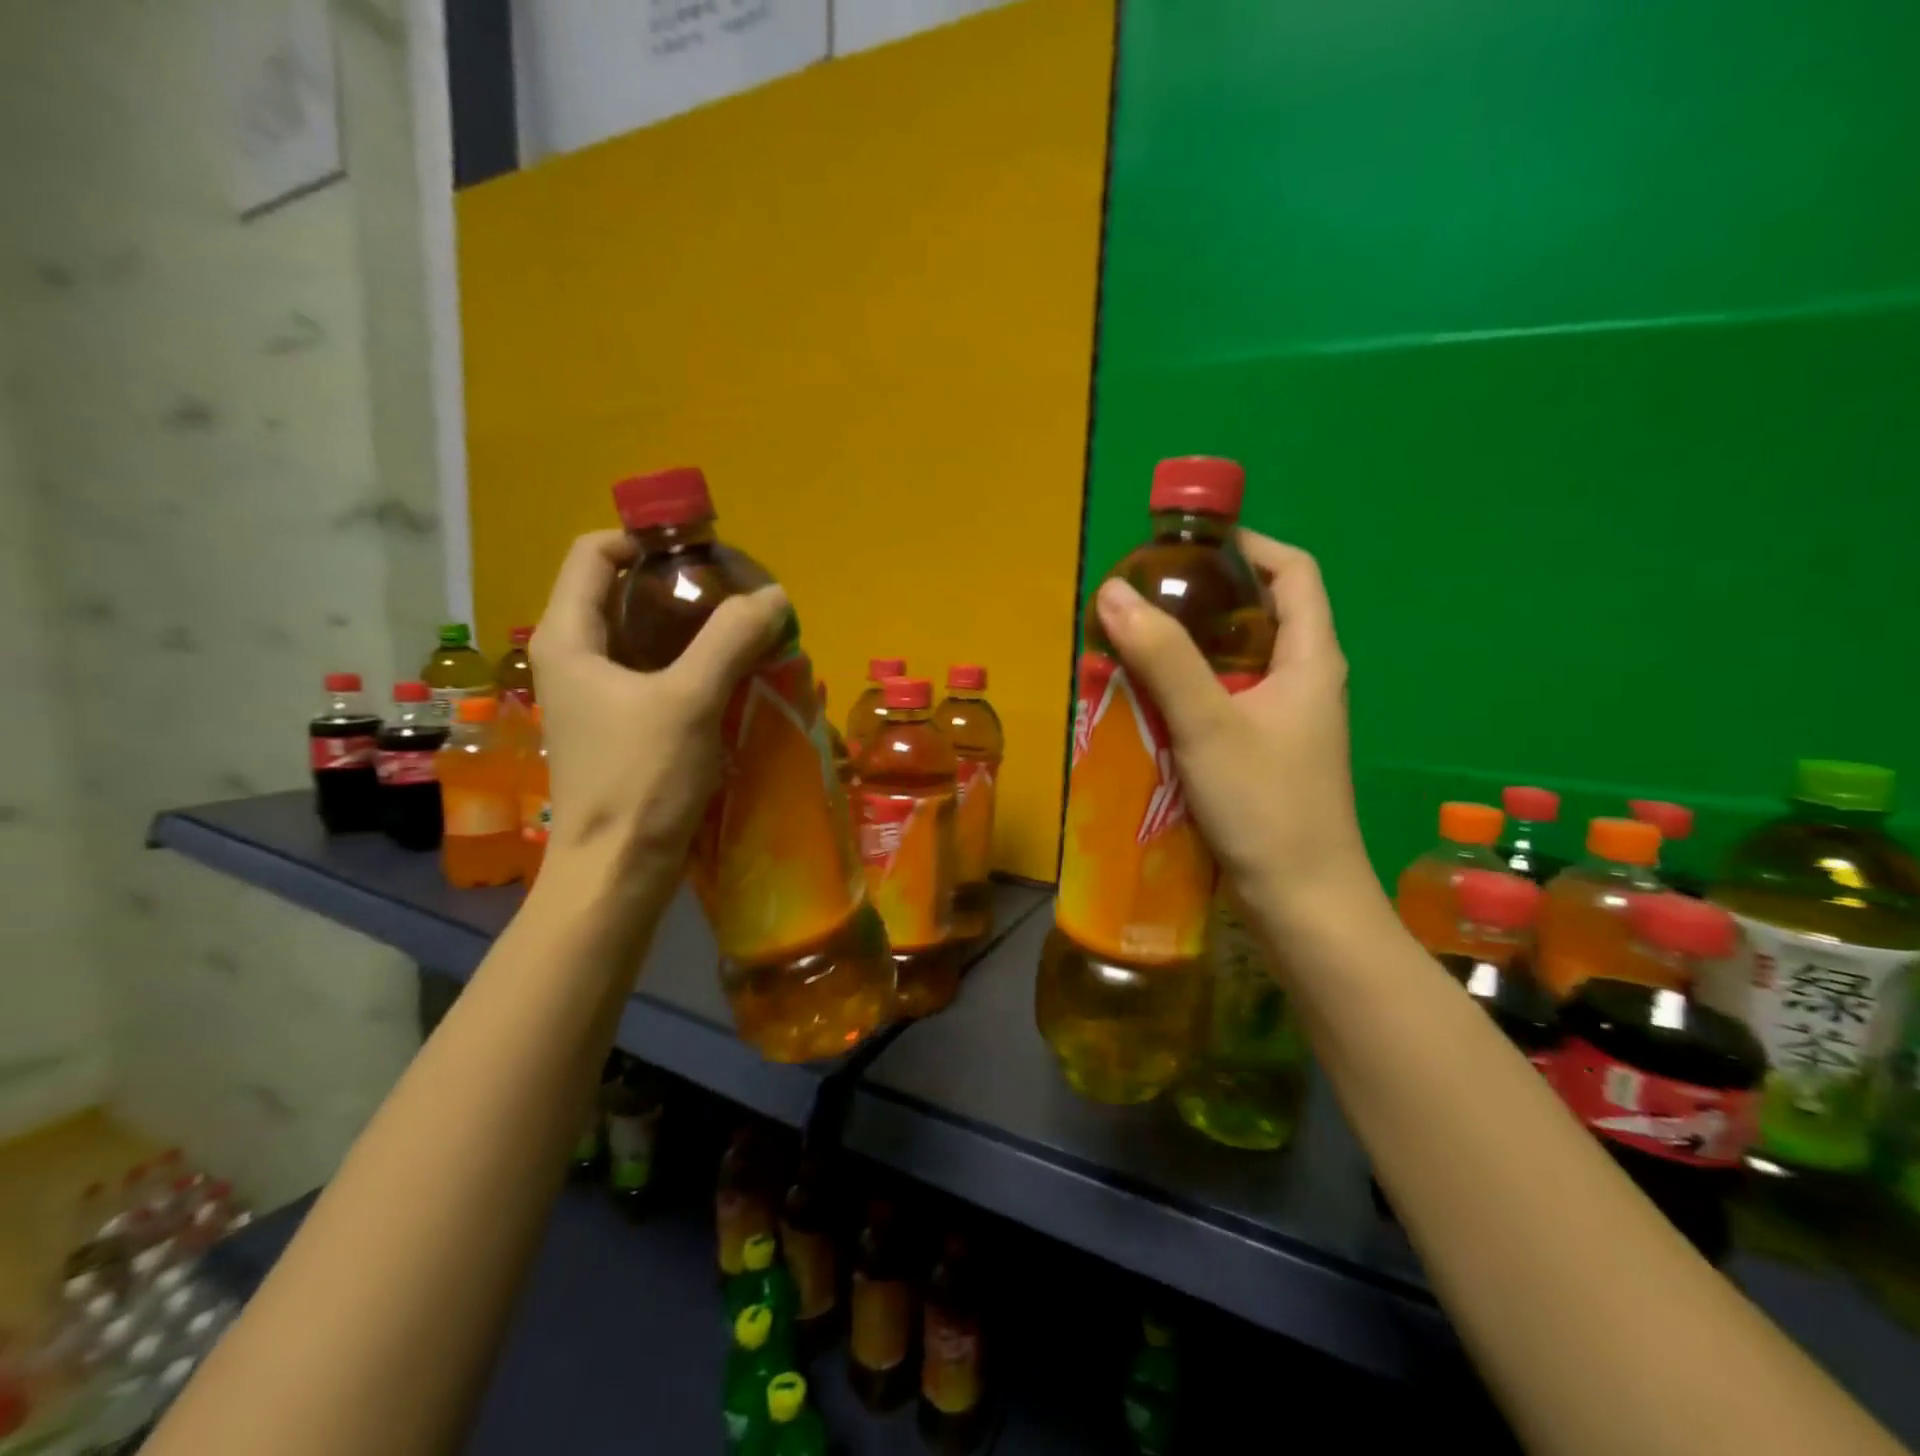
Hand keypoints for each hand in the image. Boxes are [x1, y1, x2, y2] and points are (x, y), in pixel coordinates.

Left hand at [530, 530, 788, 886]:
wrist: (617, 871)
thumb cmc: (640, 780)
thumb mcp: (689, 700)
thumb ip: (731, 640)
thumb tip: (774, 596)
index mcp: (569, 637)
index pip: (594, 552)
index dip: (646, 537)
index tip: (705, 549)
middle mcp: (575, 658)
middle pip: (622, 591)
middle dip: (680, 584)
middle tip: (737, 591)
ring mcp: (597, 695)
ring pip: (644, 636)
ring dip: (693, 626)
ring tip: (744, 628)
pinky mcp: (621, 726)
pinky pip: (657, 674)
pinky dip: (693, 663)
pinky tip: (733, 674)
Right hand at [1091, 529, 1377, 931]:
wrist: (1301, 903)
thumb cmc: (1267, 806)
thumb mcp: (1209, 723)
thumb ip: (1162, 658)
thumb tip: (1115, 592)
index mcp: (1313, 659)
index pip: (1294, 572)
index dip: (1249, 545)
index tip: (1191, 543)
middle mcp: (1307, 682)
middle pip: (1262, 615)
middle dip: (1206, 599)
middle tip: (1147, 597)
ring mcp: (1288, 723)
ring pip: (1239, 664)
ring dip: (1192, 650)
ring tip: (1137, 644)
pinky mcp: (1267, 756)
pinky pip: (1227, 704)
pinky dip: (1191, 693)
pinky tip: (1151, 706)